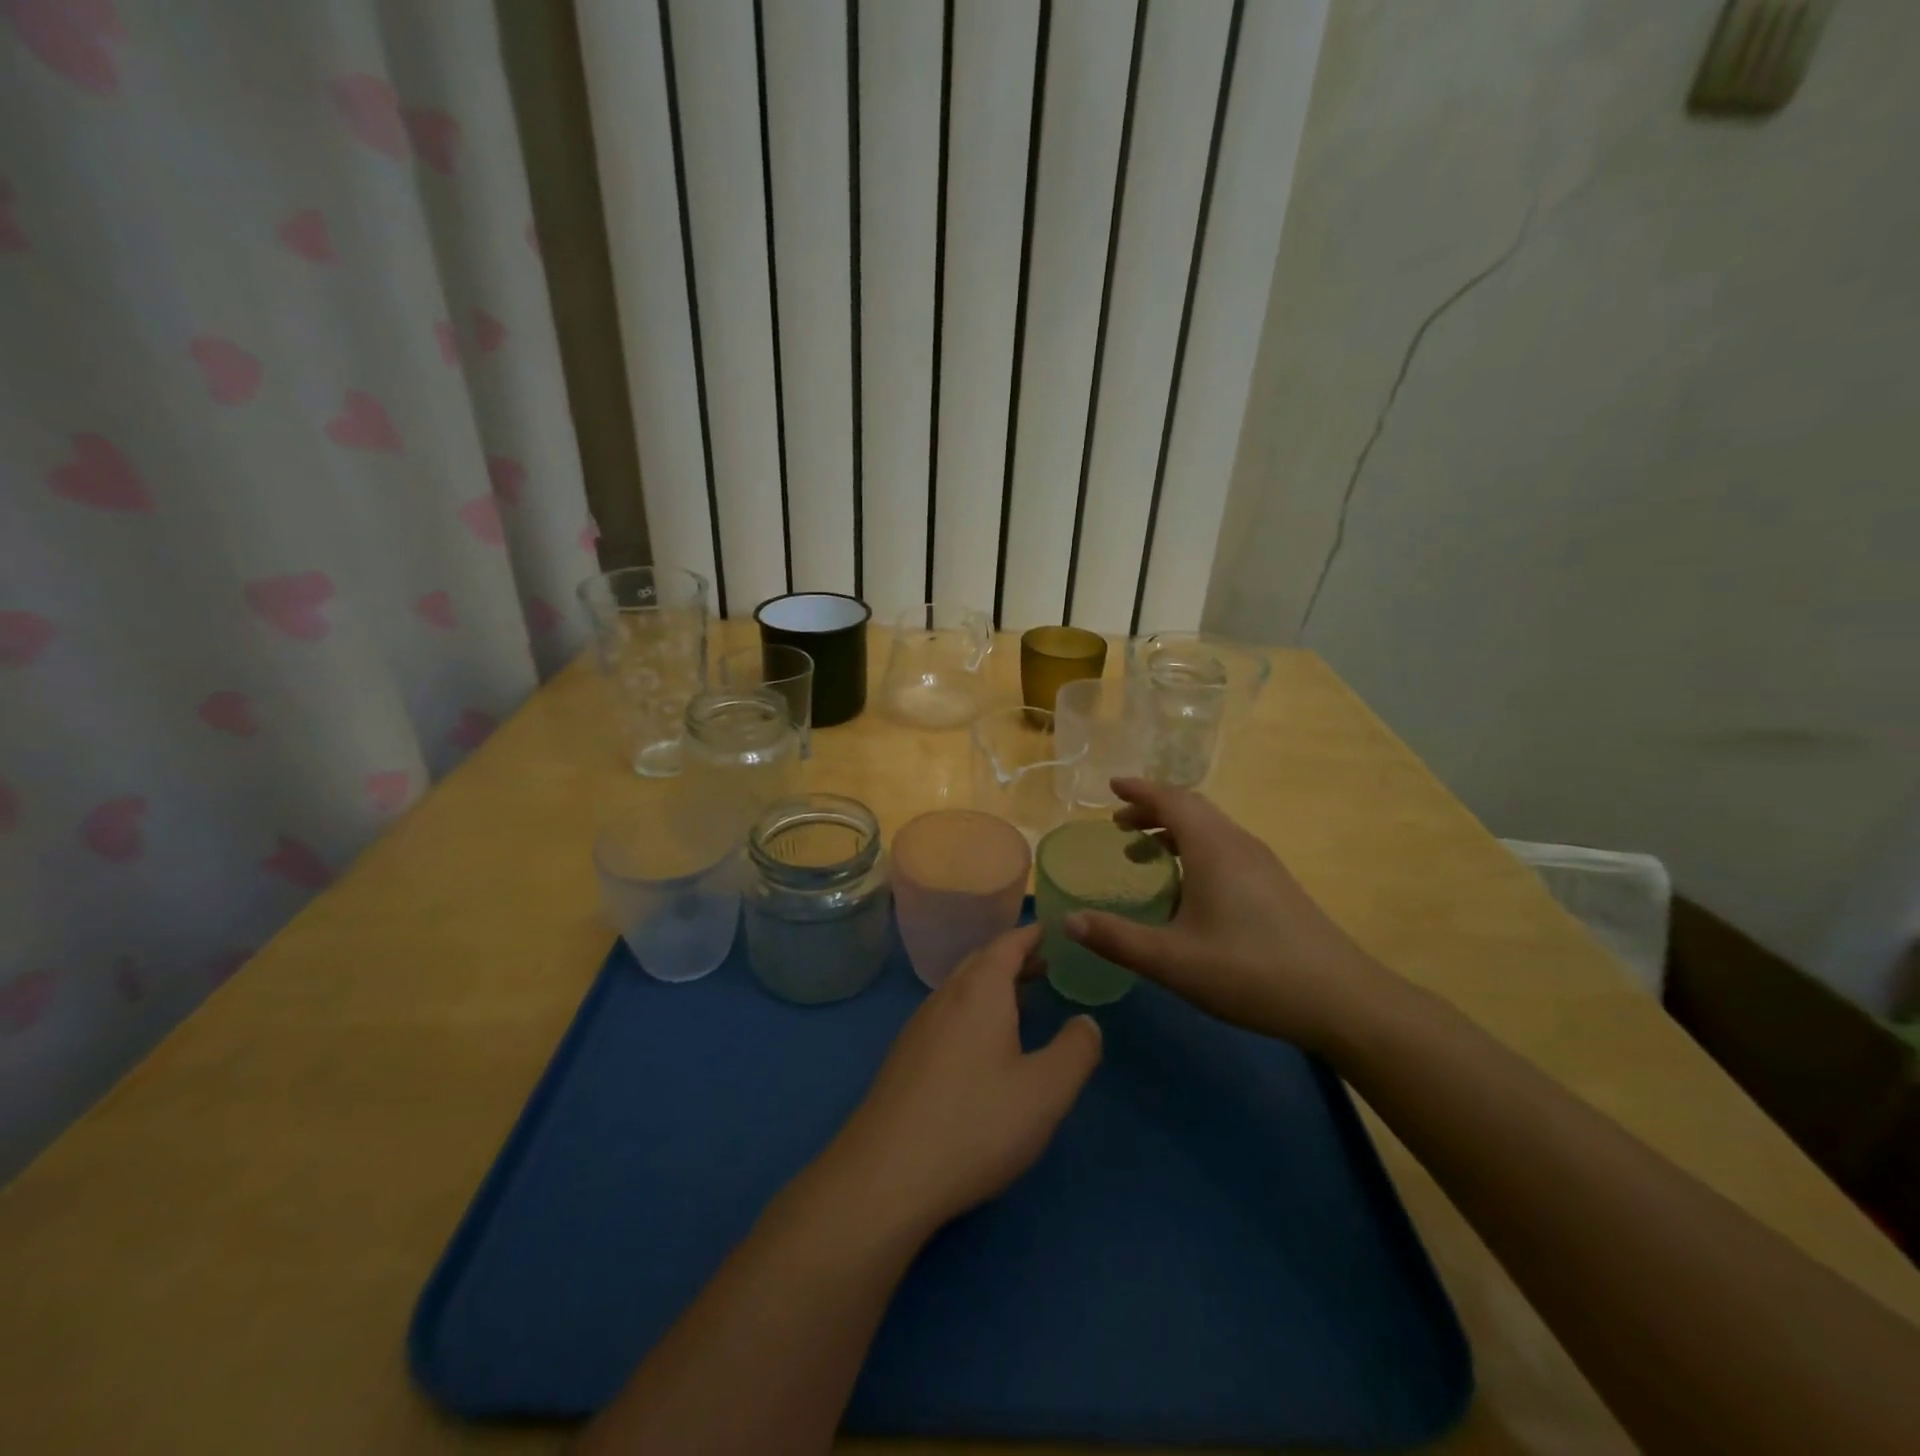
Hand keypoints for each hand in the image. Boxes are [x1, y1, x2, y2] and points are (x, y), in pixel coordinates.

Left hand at [824, 924, 1101, 1234]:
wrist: (887, 1174)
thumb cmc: (976, 1123)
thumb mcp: (1046, 1091)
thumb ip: (1076, 1050)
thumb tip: (1087, 1022)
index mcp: (980, 991)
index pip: (1008, 943)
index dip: (1032, 934)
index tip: (1054, 930)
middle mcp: (945, 997)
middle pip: (981, 961)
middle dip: (1013, 958)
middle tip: (1045, 965)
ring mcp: (919, 1026)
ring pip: (960, 988)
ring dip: (992, 985)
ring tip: (1021, 1002)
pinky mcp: (904, 1056)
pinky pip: (946, 1013)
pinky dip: (972, 1009)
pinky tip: (982, 1046)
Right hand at [1063, 778, 1397, 1052]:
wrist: (1342, 1000)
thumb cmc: (1251, 972)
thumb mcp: (1173, 961)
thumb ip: (1117, 939)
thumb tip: (1068, 921)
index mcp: (1213, 848)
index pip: (1171, 800)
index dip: (1139, 790)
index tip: (1111, 785)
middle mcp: (1238, 844)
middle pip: (1192, 808)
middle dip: (1152, 808)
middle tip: (1119, 823)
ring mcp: (1263, 863)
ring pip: (1211, 829)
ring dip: (1174, 829)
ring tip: (1144, 851)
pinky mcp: (1276, 885)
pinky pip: (1225, 847)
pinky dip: (1195, 848)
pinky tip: (1188, 886)